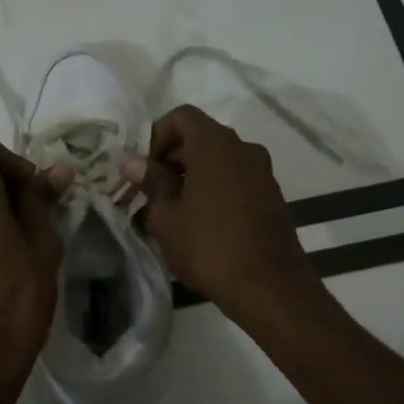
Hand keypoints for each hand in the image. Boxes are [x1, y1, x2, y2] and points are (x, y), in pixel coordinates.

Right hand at [120, 106, 321, 327]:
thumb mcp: (167, 217)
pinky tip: (199, 224)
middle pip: (200, 138)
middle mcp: (242, 148)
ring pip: (218, 161)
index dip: (157, 136)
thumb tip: (132, 162)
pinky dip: (214, 190)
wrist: (269, 287)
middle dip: (171, 159)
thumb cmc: (209, 247)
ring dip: (192, 177)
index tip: (145, 170)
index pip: (181, 116)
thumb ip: (151, 182)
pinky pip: (235, 180)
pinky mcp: (271, 196)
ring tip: (172, 212)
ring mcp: (261, 172)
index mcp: (215, 144)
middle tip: (150, 194)